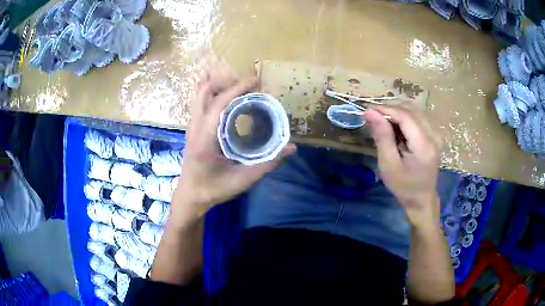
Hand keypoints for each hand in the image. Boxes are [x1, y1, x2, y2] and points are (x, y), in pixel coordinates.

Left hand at [171, 65, 295, 225]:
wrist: (190, 196)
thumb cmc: (213, 189)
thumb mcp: (242, 180)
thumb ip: (267, 163)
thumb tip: (290, 148)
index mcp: (205, 138)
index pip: (220, 103)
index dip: (238, 88)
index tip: (256, 81)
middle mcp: (195, 127)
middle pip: (204, 91)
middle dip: (226, 81)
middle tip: (248, 85)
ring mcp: (191, 126)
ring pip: (199, 94)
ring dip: (218, 85)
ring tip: (239, 87)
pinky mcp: (193, 128)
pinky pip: (200, 102)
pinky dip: (212, 93)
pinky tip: (225, 96)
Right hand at [363, 105, 441, 226]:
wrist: (422, 199)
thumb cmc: (404, 187)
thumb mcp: (389, 165)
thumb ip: (382, 137)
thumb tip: (370, 112)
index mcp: (424, 145)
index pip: (405, 116)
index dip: (386, 109)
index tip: (368, 111)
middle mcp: (434, 135)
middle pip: (411, 109)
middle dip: (390, 109)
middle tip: (374, 118)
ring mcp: (436, 134)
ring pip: (415, 110)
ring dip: (397, 112)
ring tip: (384, 123)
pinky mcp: (435, 135)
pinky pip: (419, 117)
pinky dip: (405, 117)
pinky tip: (397, 127)